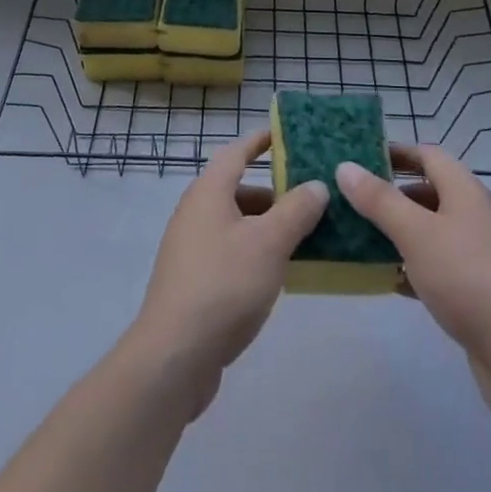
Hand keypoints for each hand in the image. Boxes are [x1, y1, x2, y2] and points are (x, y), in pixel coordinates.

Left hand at [130, 129, 328, 421]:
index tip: (286, 135)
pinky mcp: (194, 281)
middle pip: (238, 189)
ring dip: (268, 225)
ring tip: (305, 236)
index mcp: (208, 192)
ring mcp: (191, 248)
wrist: (174, 356)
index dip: (260, 141)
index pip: (237, 152)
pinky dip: (256, 251)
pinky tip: (280, 273)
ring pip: (236, 223)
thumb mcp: (269, 243)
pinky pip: (230, 251)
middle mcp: (195, 212)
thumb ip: (296, 210)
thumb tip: (316, 185)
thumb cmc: (224, 285)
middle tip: (311, 197)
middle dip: (274, 191)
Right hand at [335, 146, 490, 420]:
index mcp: (464, 190)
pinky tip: (388, 279)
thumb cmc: (464, 277)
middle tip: (353, 201)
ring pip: (430, 229)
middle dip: (391, 194)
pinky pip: (437, 263)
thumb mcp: (415, 232)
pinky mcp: (476, 286)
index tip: (360, 159)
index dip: (396, 153)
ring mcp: (477, 251)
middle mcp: (474, 213)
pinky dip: (412, 265)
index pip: (427, 155)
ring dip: (398, 231)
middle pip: (428, 191)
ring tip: (361, 238)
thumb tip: (345, 166)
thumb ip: (379, 200)